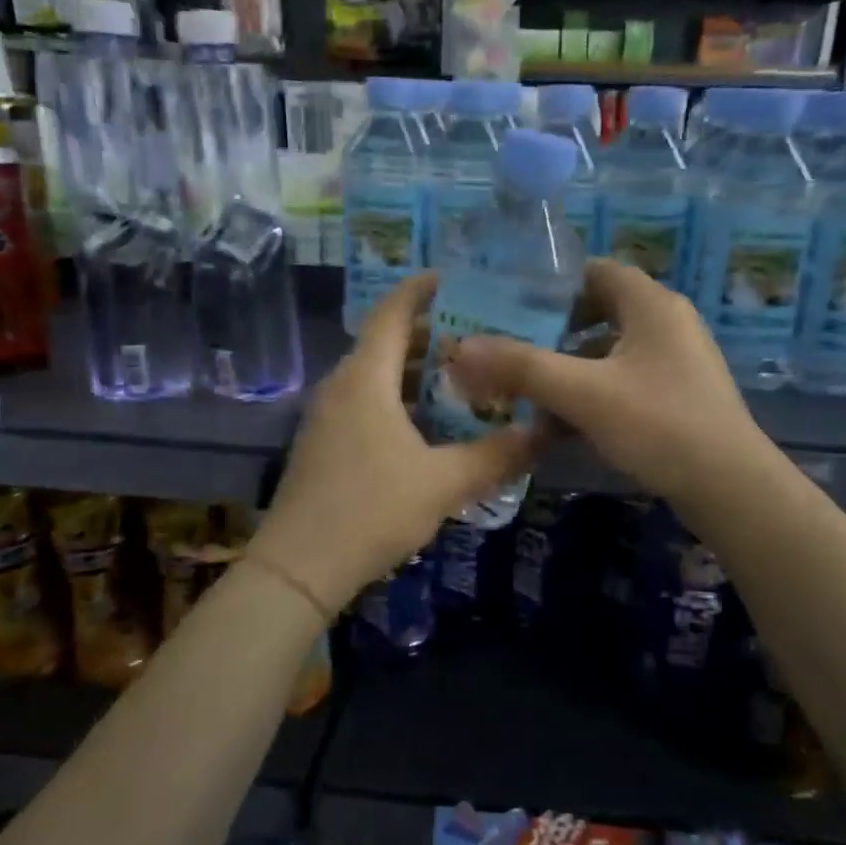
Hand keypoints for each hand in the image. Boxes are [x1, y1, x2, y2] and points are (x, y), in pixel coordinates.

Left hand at [249, 273, 540, 616]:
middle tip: (481, 338)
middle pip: (387, 341)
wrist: (300, 566)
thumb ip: (497, 454)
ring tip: (464, 379)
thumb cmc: (372, 509)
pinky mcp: (324, 442)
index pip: (393, 311)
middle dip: (432, 335)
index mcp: (366, 378)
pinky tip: (429, 426)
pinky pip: (366, 401)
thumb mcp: (444, 482)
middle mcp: (341, 385)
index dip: (422, 288)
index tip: (456, 278)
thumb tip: (545, 432)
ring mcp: (327, 414)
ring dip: (417, 371)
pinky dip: (399, 398)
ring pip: (377, 375)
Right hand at [444, 259, 770, 507]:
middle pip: (597, 313)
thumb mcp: (583, 393)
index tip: (509, 305)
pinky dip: (591, 396)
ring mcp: (675, 362)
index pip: (594, 271)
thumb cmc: (659, 424)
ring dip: (568, 371)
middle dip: (551, 333)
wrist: (731, 488)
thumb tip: (459, 349)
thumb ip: (521, 368)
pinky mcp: (677, 397)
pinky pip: (623, 383)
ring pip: (608, 354)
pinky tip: (561, 426)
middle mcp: (666, 323)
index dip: (551, 284)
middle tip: (508, 350)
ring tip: (525, 394)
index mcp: (651, 304)